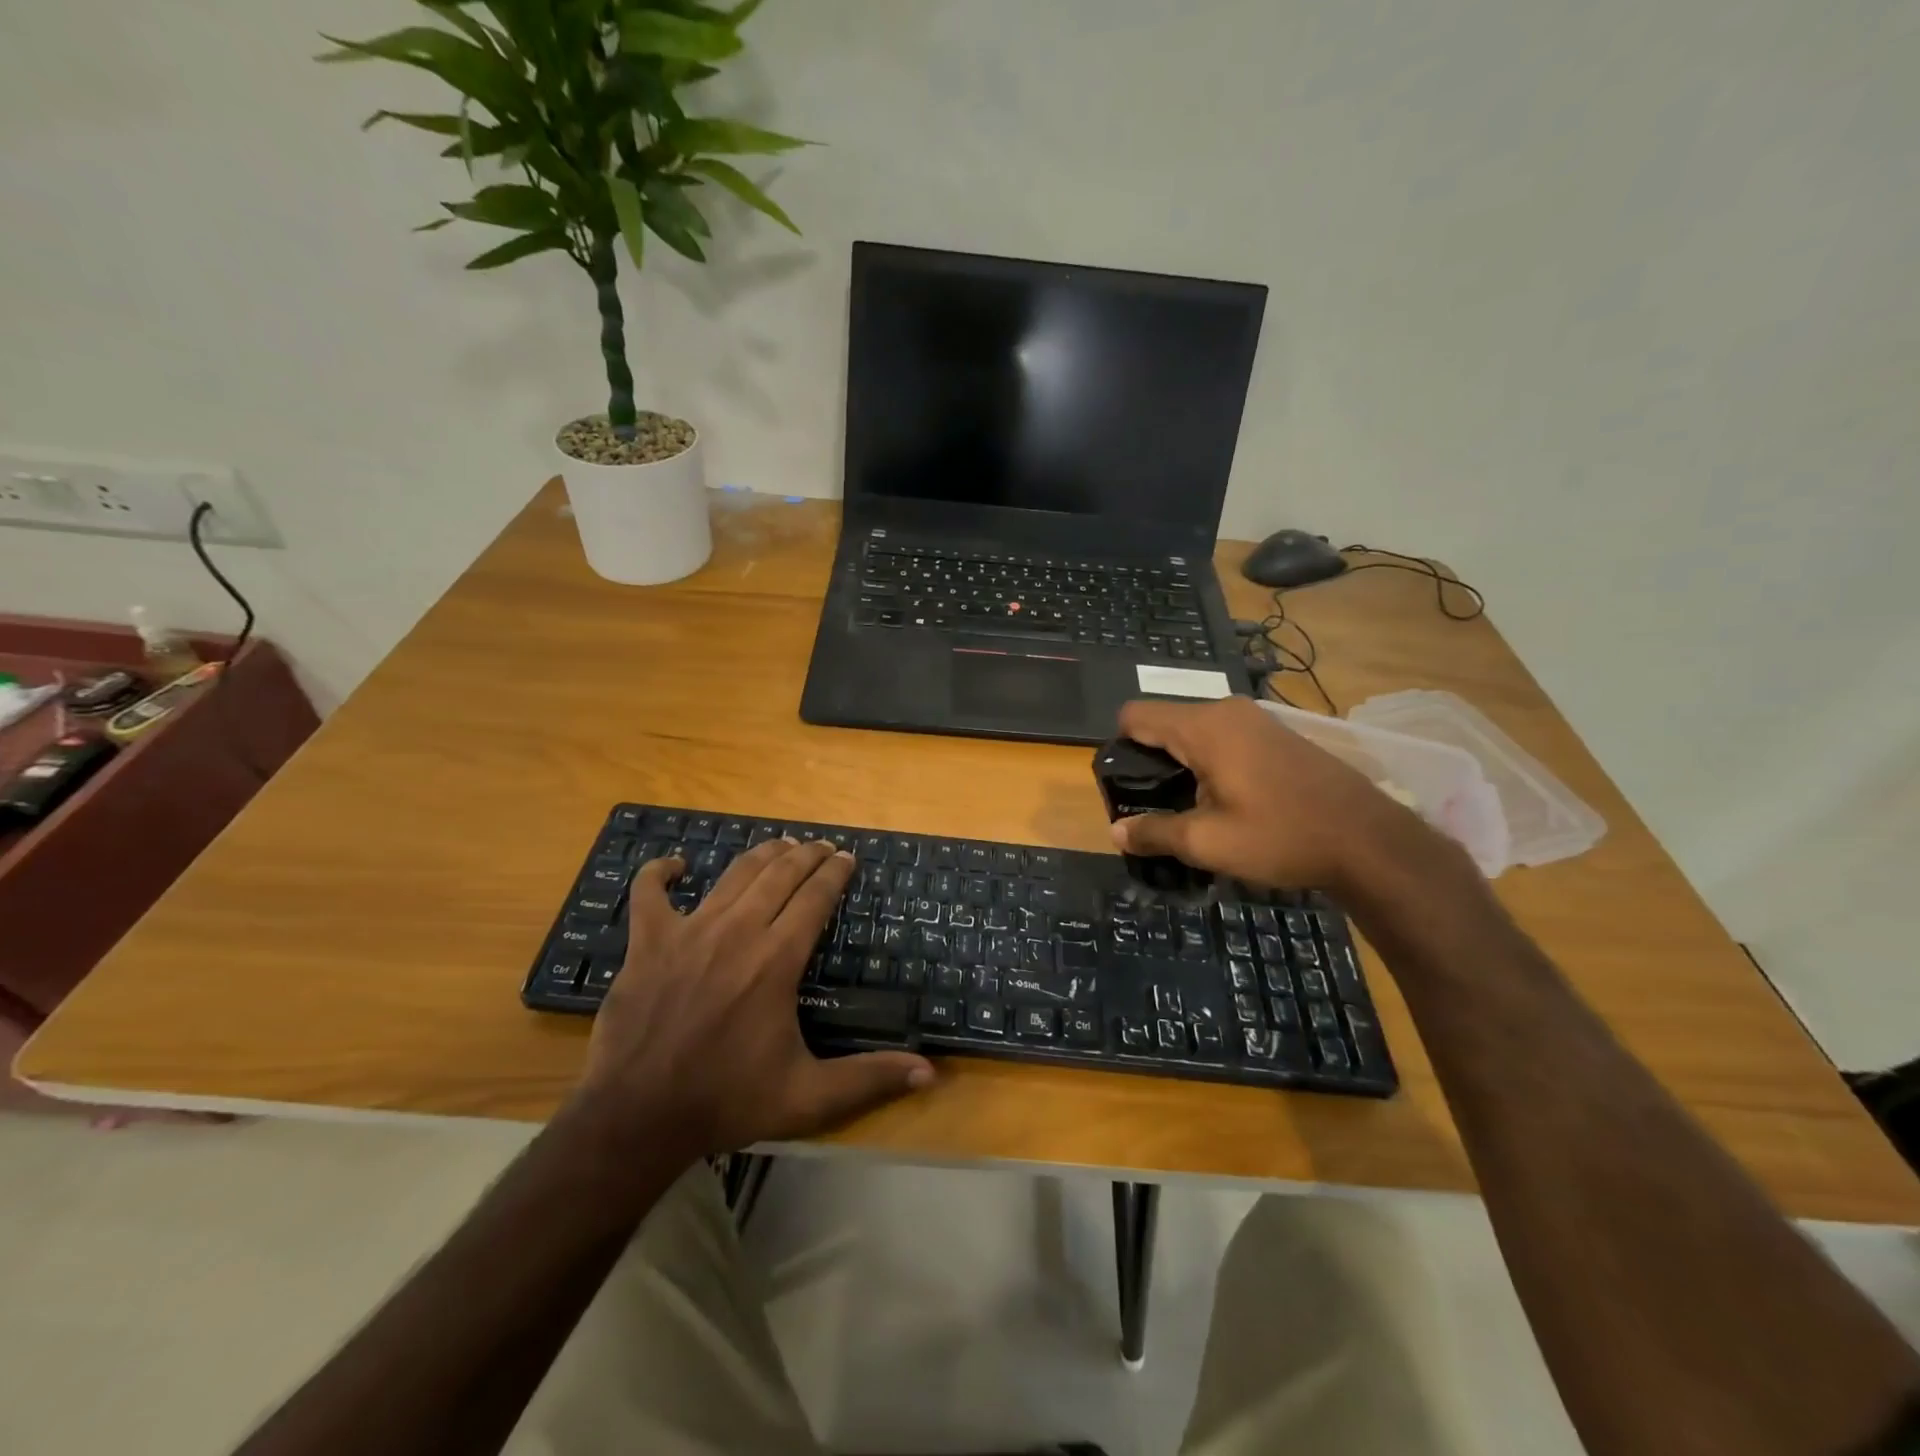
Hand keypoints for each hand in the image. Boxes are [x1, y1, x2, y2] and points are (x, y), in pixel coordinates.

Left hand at [577, 838, 933, 1158]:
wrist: (637, 1117)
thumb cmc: (727, 1101)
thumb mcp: (808, 1096)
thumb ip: (868, 1078)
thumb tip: (929, 1072)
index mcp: (777, 958)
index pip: (815, 897)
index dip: (835, 872)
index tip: (847, 858)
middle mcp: (738, 931)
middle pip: (780, 874)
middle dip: (807, 854)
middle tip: (822, 846)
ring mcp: (689, 930)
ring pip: (733, 875)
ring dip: (762, 854)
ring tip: (780, 845)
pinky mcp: (648, 941)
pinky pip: (650, 892)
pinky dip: (661, 872)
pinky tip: (677, 866)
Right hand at [1111, 696, 1438, 894]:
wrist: (1369, 840)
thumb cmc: (1281, 836)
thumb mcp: (1208, 843)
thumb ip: (1154, 832)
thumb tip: (1115, 832)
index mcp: (1203, 727)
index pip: (1135, 715)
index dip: (1118, 747)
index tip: (1124, 786)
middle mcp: (1226, 711)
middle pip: (1164, 723)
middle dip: (1150, 760)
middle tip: (1154, 807)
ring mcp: (1256, 719)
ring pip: (1195, 732)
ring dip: (1182, 764)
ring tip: (1189, 809)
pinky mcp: (1276, 734)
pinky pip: (1223, 738)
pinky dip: (1210, 762)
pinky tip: (1226, 801)